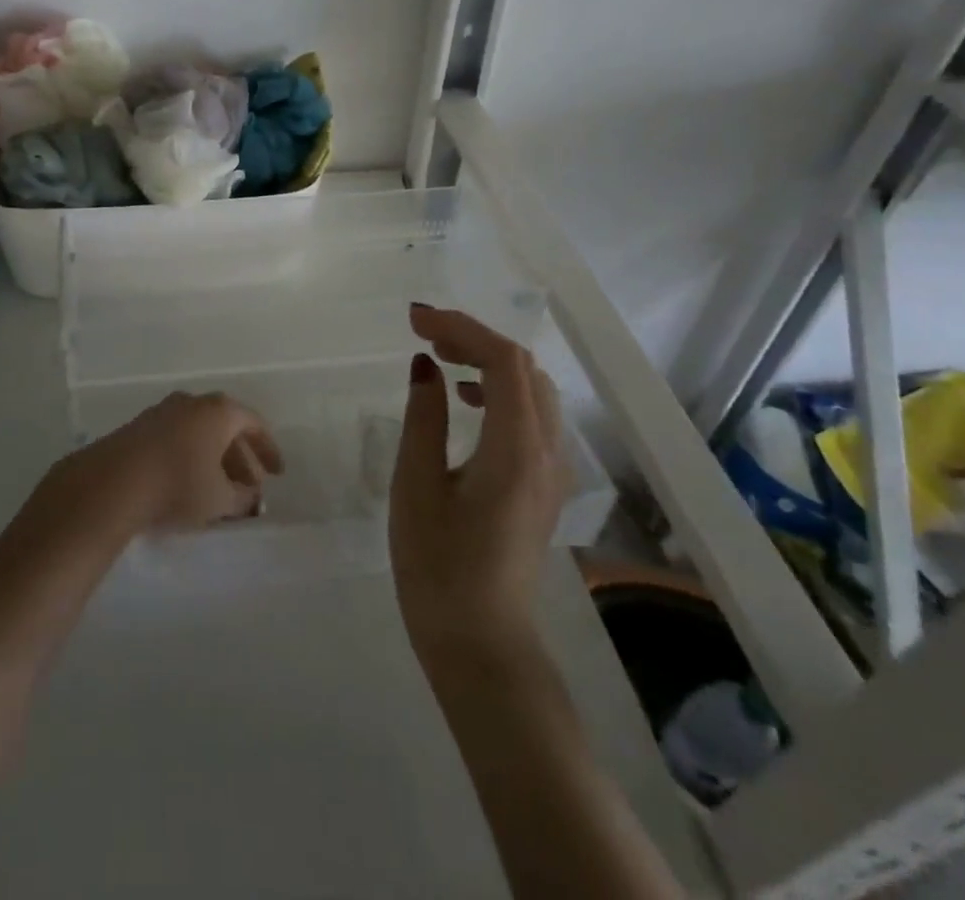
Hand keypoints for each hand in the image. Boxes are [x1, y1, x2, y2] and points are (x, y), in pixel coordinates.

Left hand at [47, 392, 284, 537]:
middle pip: (225, 425)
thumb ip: (243, 498)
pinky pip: (177, 436)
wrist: (113, 481)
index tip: (276, 473)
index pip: (254, 423)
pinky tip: (189, 482)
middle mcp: (193, 402)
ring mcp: (163, 410)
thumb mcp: (220, 499)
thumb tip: (252, 497)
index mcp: (219, 411)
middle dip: (241, 456)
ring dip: (214, 456)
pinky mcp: (140, 426)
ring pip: (199, 431)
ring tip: (220, 488)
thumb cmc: (179, 485)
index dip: (268, 449)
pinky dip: (191, 455)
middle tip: (250, 485)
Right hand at [390, 305, 566, 667]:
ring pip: (531, 390)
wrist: (481, 645)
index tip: (413, 319)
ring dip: (488, 363)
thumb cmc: (439, 566)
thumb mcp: (417, 485)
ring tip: (440, 357)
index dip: (460, 327)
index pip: (502, 360)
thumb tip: (425, 366)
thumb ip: (424, 417)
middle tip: (423, 334)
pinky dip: (498, 392)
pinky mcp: (543, 485)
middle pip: (523, 368)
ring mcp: (551, 470)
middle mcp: (547, 451)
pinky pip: (531, 416)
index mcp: (515, 448)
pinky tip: (464, 401)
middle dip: (474, 339)